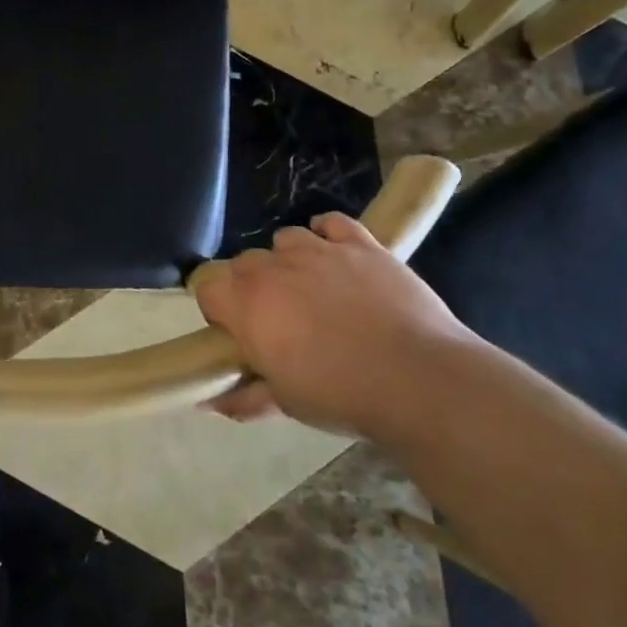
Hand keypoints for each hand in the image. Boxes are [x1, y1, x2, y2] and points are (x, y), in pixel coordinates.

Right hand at [194, 212, 478, 437]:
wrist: (419, 379)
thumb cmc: (341, 395)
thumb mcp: (286, 403)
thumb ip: (244, 396)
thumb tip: (209, 403)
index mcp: (247, 305)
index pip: (208, 288)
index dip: (218, 309)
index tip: (238, 333)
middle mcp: (274, 268)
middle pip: (244, 263)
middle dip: (252, 287)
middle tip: (277, 320)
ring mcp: (319, 250)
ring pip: (285, 239)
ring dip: (288, 260)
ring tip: (310, 288)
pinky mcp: (360, 244)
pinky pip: (332, 223)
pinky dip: (327, 233)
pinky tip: (335, 254)